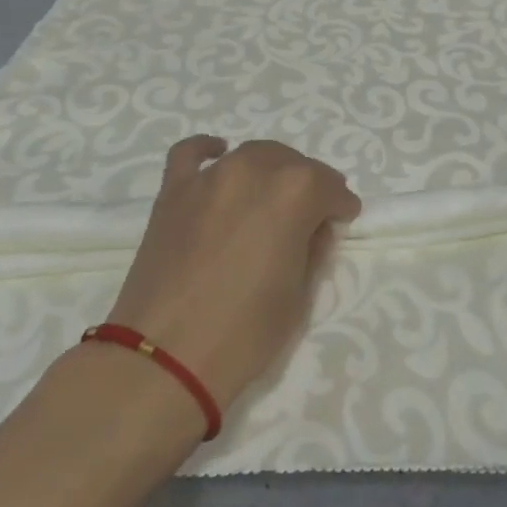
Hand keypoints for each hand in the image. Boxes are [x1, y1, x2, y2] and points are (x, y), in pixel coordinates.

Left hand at [105, 137, 361, 409]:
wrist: (164, 357)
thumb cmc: (245, 332)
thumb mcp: (300, 295)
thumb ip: (312, 248)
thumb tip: (312, 228)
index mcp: (295, 193)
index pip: (330, 188)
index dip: (340, 207)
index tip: (342, 222)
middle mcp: (254, 169)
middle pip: (292, 164)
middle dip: (308, 186)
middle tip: (309, 215)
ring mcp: (209, 176)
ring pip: (250, 155)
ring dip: (269, 170)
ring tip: (270, 196)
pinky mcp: (173, 190)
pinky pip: (191, 153)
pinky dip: (208, 150)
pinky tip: (218, 155)